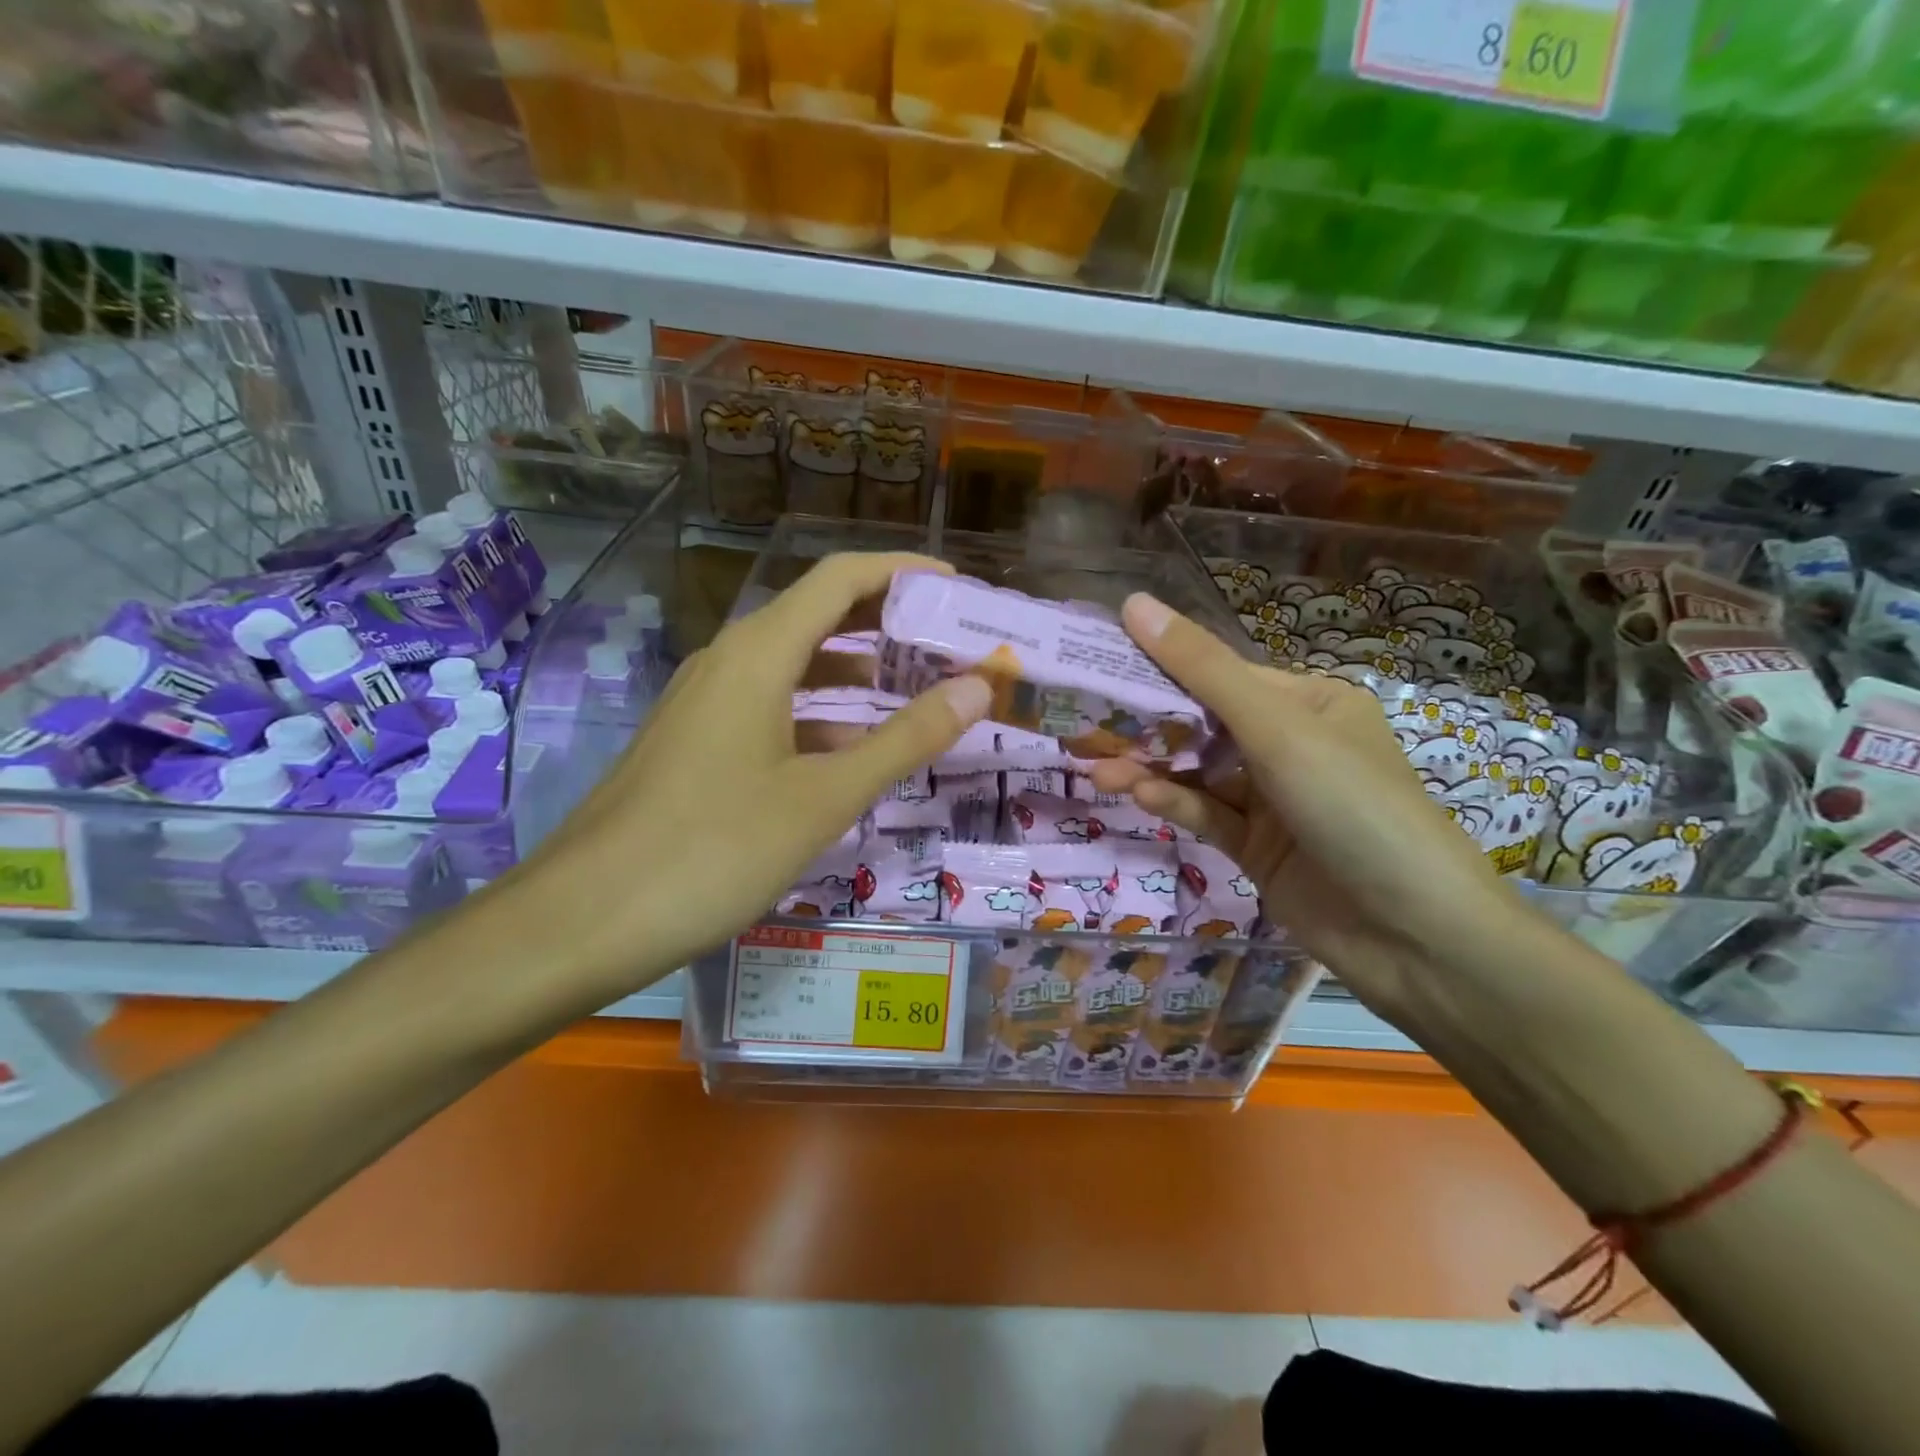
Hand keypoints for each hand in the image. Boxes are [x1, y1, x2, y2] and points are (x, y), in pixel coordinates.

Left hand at [505, 552, 991, 1007]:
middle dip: (886, 622)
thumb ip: (906, 739)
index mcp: (759, 653)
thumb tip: (978, 687)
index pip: (840, 578)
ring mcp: (706, 702)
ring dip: (855, 671)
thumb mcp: (825, 797)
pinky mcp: (695, 742)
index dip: (901, 572)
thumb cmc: (713, 850)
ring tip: (916, 692)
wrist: (584, 919)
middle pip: (818, 615)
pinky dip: (819, 715)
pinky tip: (852, 753)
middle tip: (949, 644)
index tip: (956, 589)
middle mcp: (729, 661)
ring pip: (794, 666)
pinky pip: (770, 707)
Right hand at [1090, 594, 1532, 1020]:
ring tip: (1097, 768)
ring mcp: (1273, 800)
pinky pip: (1206, 813)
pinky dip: (1172, 802)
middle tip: (1085, 721)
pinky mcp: (1257, 847)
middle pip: (1203, 723)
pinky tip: (1135, 793)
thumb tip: (1134, 603)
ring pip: (1198, 772)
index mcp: (1309, 703)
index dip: (1160, 668)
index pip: (1220, 674)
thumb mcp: (1277, 729)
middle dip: (1148, 724)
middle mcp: (1290, 744)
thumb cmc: (1353, 806)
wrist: (1415, 935)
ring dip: (1151, 767)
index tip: (1099, 664)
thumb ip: (1203, 671)